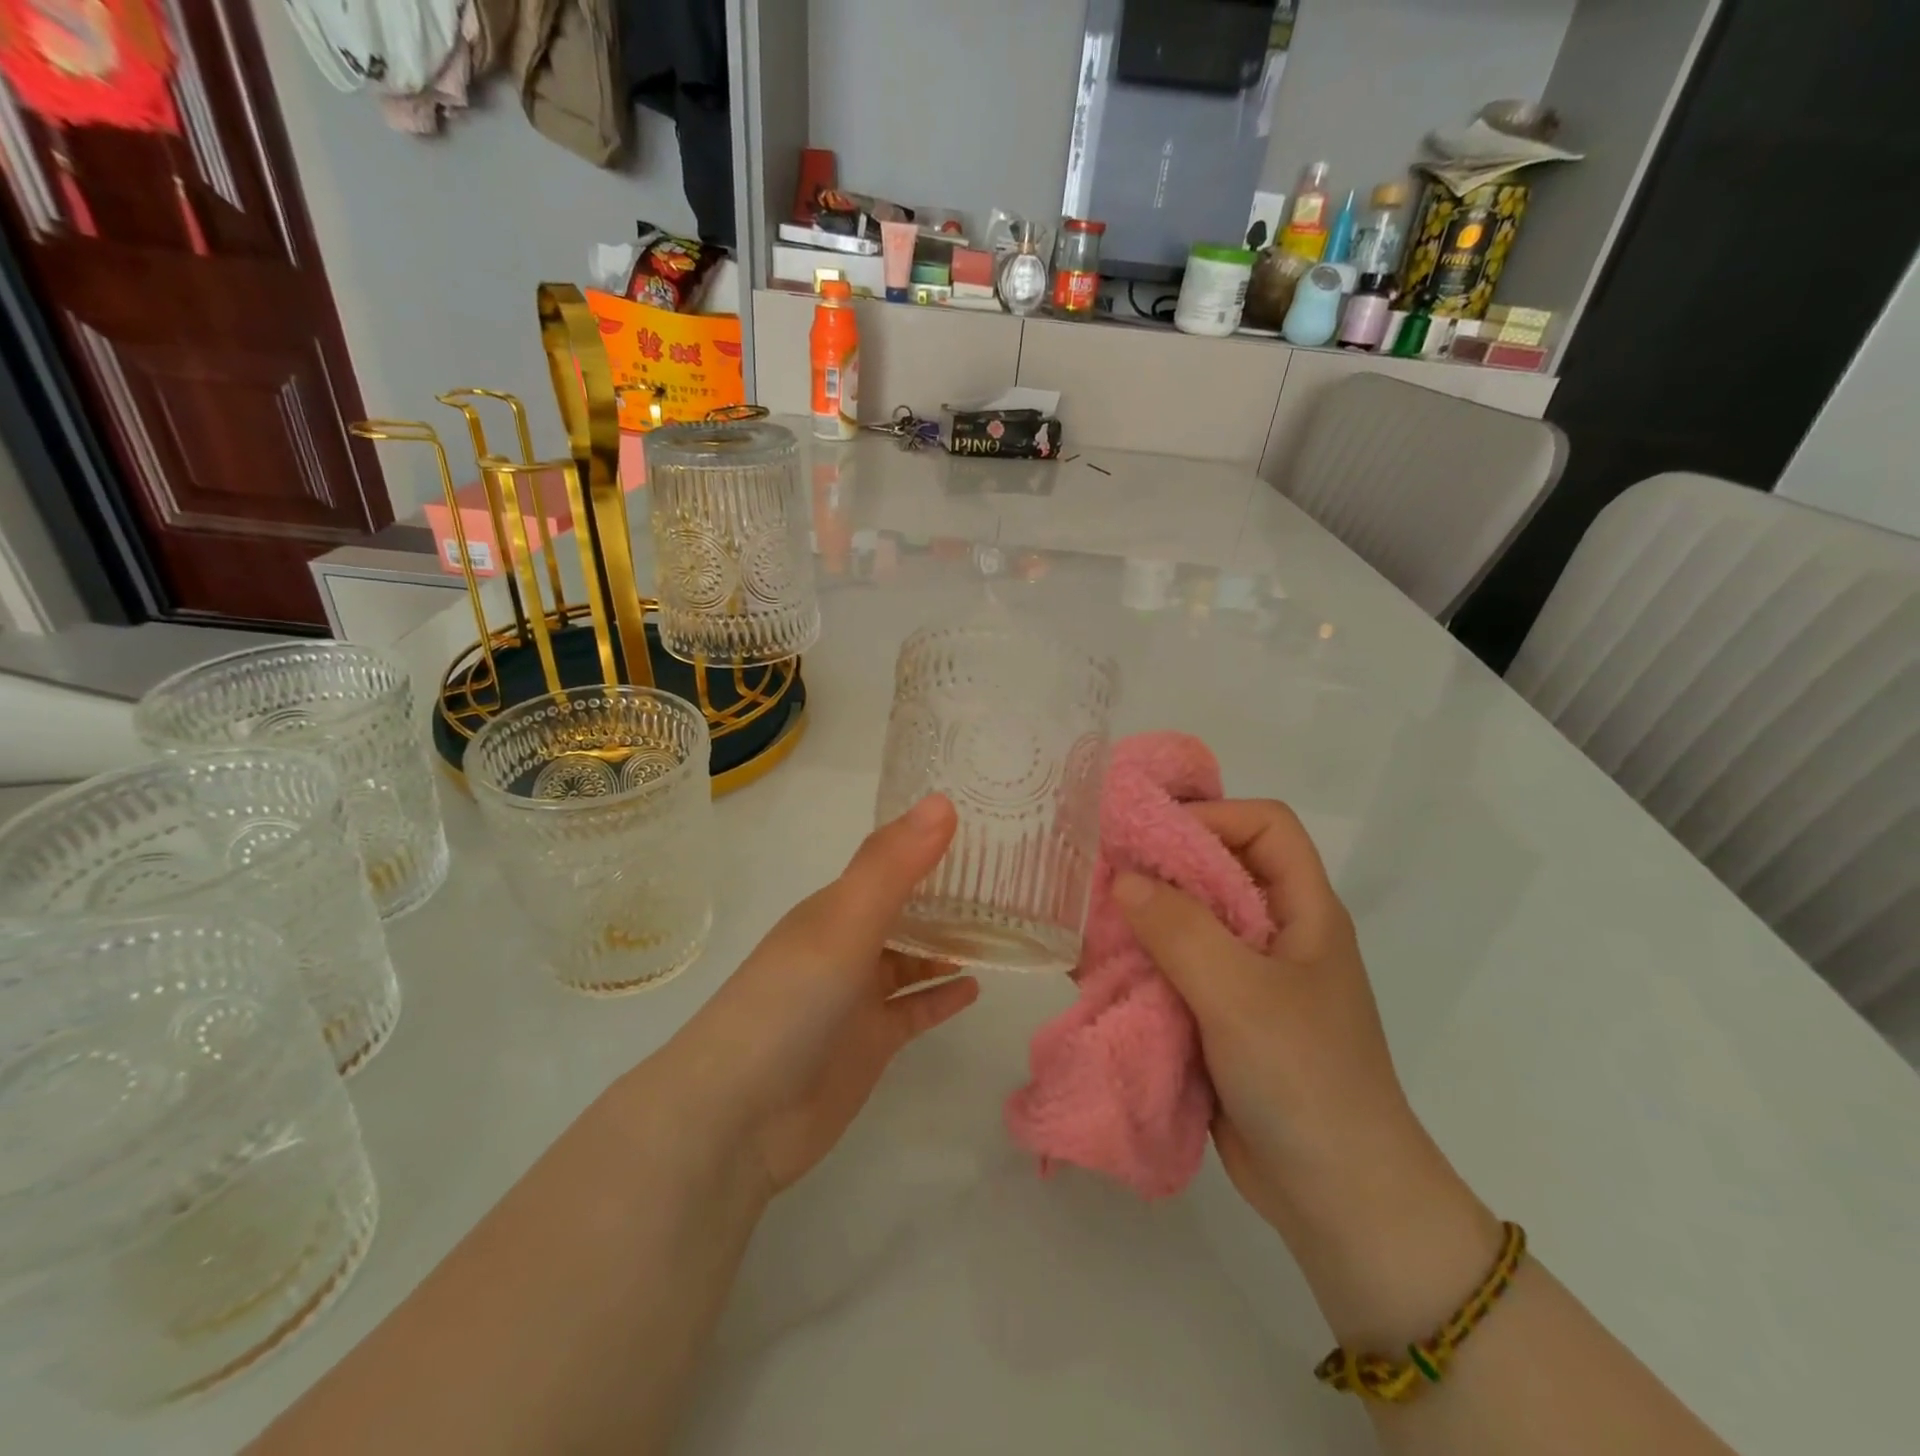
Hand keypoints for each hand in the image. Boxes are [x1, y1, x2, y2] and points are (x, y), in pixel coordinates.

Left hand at [659, 795, 979, 1199]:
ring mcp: (857, 997)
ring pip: (911, 960)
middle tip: (1008, 880)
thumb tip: (944, 800)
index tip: (985, 827)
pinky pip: (914, 1010)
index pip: (890, 864)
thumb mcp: (843, 923)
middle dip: (947, 897)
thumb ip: (893, 866)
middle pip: (904, 911)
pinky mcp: (870, 1043)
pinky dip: (941, 996)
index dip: (930, 845)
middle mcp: (846, 946)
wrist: (738, 1117)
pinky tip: (976, 987)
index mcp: (835, 909)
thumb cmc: (790, 1003)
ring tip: (1001, 931)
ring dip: (948, 946)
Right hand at [1111, 800, 1464, 1236]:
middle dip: (1160, 868)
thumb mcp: (1240, 994)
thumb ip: (1180, 929)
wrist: (1339, 1200)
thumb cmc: (1304, 1079)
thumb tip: (1123, 879)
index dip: (1212, 816)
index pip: (1265, 826)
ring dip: (1142, 921)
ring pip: (1188, 923)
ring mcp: (1248, 979)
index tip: (1149, 837)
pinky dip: (1140, 966)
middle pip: (1217, 870)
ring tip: (1089, 923)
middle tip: (1100, 874)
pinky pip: (1175, 972)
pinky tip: (1100, 971)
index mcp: (1303, 912)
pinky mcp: (1221, 1018)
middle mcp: (1275, 934)